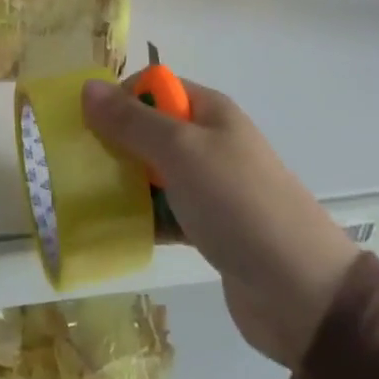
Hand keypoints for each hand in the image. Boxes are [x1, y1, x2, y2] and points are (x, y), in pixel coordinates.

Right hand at [82, 76, 360, 369]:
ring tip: (84, 200)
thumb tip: (87, 87)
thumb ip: (132, 121)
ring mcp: (212, 188)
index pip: (155, 87)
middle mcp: (210, 142)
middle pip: (151, 130)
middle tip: (78, 165)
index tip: (87, 126)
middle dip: (116, 143)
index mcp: (209, 111)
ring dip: (125, 184)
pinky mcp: (210, 230)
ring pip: (155, 174)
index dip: (121, 98)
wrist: (301, 292)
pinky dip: (143, 219)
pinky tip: (113, 232)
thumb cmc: (238, 203)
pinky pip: (166, 213)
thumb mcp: (180, 151)